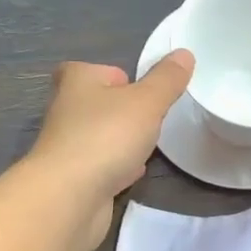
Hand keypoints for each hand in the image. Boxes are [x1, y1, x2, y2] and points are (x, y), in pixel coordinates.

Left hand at [29, 51, 192, 245]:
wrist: (70, 196)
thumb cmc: (106, 137)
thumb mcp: (147, 102)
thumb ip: (167, 80)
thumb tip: (184, 54)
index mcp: (77, 80)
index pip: (101, 70)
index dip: (124, 80)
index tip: (145, 96)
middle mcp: (65, 108)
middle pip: (101, 103)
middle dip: (124, 112)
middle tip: (151, 121)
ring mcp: (67, 145)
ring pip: (100, 136)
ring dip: (120, 141)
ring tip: (145, 147)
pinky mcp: (73, 177)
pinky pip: (100, 165)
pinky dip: (115, 167)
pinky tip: (132, 173)